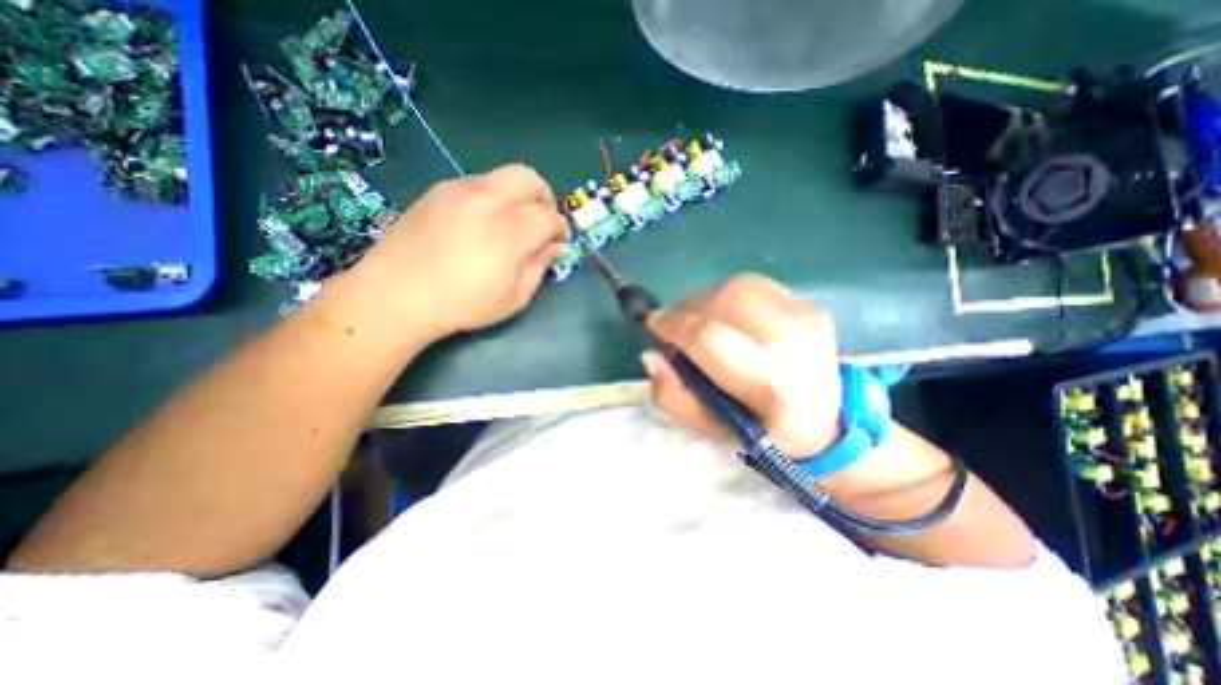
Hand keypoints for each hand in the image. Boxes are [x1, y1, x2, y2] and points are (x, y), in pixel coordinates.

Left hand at [344, 162, 570, 340]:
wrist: (396, 294)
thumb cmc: (463, 304)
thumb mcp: (514, 297)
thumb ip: (540, 266)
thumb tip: (556, 246)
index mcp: (510, 230)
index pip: (549, 216)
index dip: (561, 229)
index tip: (559, 243)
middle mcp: (487, 199)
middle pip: (530, 178)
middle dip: (544, 198)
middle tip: (540, 223)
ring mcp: (459, 190)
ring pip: (503, 176)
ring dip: (517, 196)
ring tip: (509, 225)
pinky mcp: (438, 190)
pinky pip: (477, 182)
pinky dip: (492, 197)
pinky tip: (480, 223)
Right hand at [648, 272, 839, 459]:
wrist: (826, 423)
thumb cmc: (761, 431)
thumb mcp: (709, 429)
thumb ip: (673, 396)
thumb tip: (652, 354)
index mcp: (771, 383)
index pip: (708, 338)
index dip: (673, 325)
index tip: (654, 325)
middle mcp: (793, 341)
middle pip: (723, 299)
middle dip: (687, 308)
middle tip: (676, 325)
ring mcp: (806, 316)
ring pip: (736, 286)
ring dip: (707, 300)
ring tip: (702, 321)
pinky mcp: (809, 304)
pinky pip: (754, 286)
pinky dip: (730, 298)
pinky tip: (730, 319)